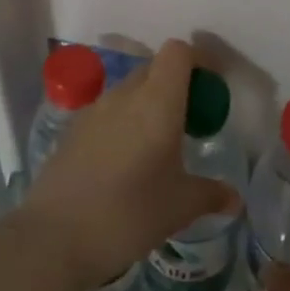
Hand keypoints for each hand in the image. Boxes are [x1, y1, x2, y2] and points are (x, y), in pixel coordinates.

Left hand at [20, 40, 240, 290]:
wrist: (54, 237)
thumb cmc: (129, 214)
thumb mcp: (180, 207)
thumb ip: (211, 195)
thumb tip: (235, 199)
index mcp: (157, 102)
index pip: (178, 52)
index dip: (198, 60)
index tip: (210, 89)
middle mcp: (124, 95)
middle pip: (154, 68)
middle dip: (176, 86)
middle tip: (190, 123)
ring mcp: (94, 110)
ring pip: (129, 90)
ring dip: (148, 104)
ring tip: (158, 145)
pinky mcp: (72, 129)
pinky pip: (107, 112)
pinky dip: (123, 122)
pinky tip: (125, 162)